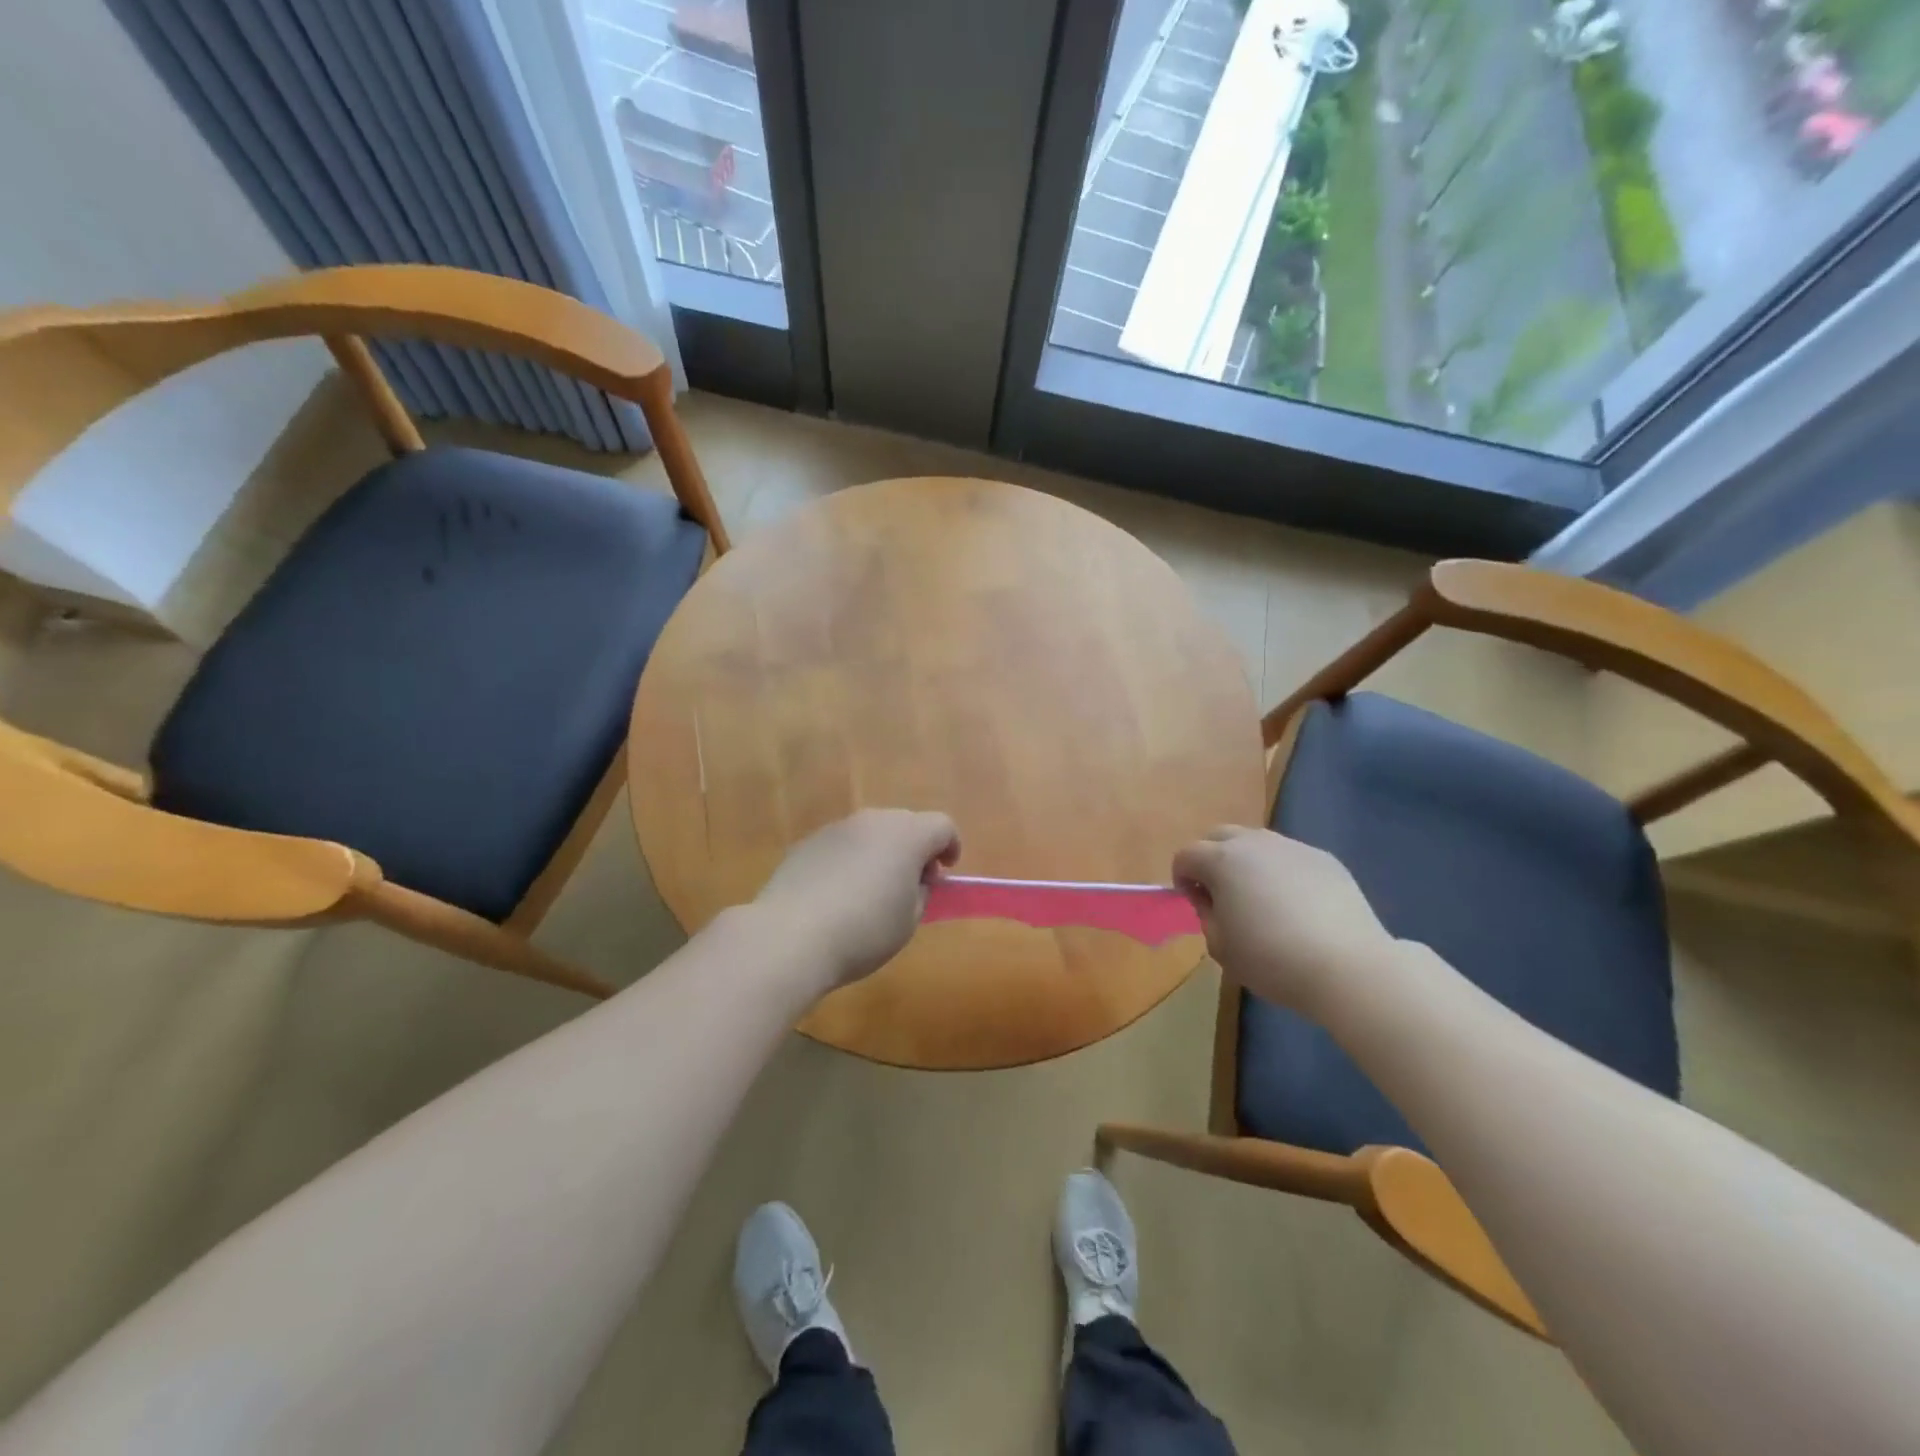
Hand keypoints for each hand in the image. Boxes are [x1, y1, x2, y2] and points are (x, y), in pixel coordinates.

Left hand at [754, 809, 960, 989]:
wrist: (789, 936)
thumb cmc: (863, 931)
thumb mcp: (908, 920)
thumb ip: (920, 892)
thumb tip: (915, 879)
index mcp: (906, 835)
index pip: (942, 826)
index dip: (950, 846)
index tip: (945, 872)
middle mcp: (872, 821)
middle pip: (905, 823)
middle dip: (915, 848)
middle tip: (912, 883)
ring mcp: (836, 828)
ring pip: (871, 831)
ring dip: (881, 851)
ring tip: (872, 890)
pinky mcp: (807, 842)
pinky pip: (842, 845)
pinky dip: (850, 860)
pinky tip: (838, 894)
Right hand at [1172, 827, 1396, 1018]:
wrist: (1347, 967)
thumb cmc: (1272, 960)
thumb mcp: (1220, 947)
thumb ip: (1206, 916)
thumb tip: (1211, 899)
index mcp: (1222, 861)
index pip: (1186, 855)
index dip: (1182, 878)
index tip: (1193, 903)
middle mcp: (1254, 843)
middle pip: (1219, 836)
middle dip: (1211, 858)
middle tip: (1220, 893)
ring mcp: (1293, 847)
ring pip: (1257, 842)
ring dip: (1247, 862)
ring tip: (1260, 897)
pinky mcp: (1324, 859)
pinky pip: (1290, 857)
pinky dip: (1282, 871)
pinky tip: (1297, 905)